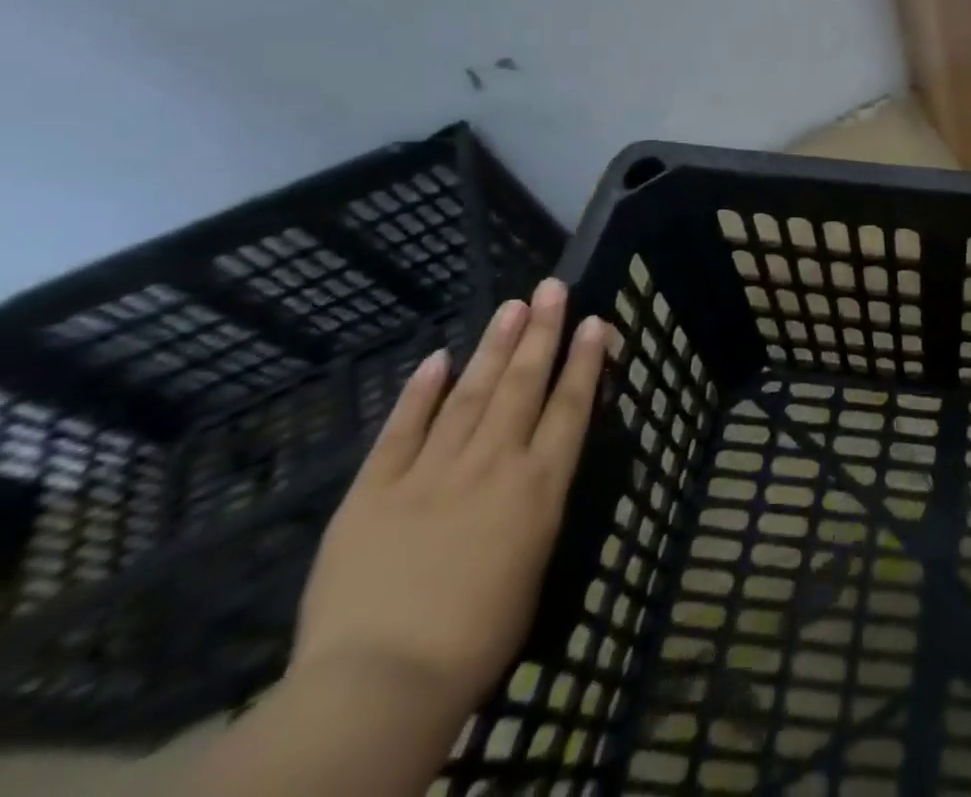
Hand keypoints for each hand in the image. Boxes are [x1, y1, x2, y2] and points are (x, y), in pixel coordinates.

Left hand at [290, 278, 607, 723]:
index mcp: (540, 484)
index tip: (595, 321)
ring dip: (494, 346)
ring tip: (511, 306)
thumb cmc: (478, 637)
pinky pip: (402, 429)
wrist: (382, 681)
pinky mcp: (374, 489)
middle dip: (541, 332)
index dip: (585, 359)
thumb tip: (534, 475)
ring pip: (471, 393)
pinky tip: (438, 358)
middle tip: (550, 288)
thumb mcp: (535, 564)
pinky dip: (421, 392)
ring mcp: (433, 470)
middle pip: (523, 383)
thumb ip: (536, 509)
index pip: (571, 405)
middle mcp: (494, 461)